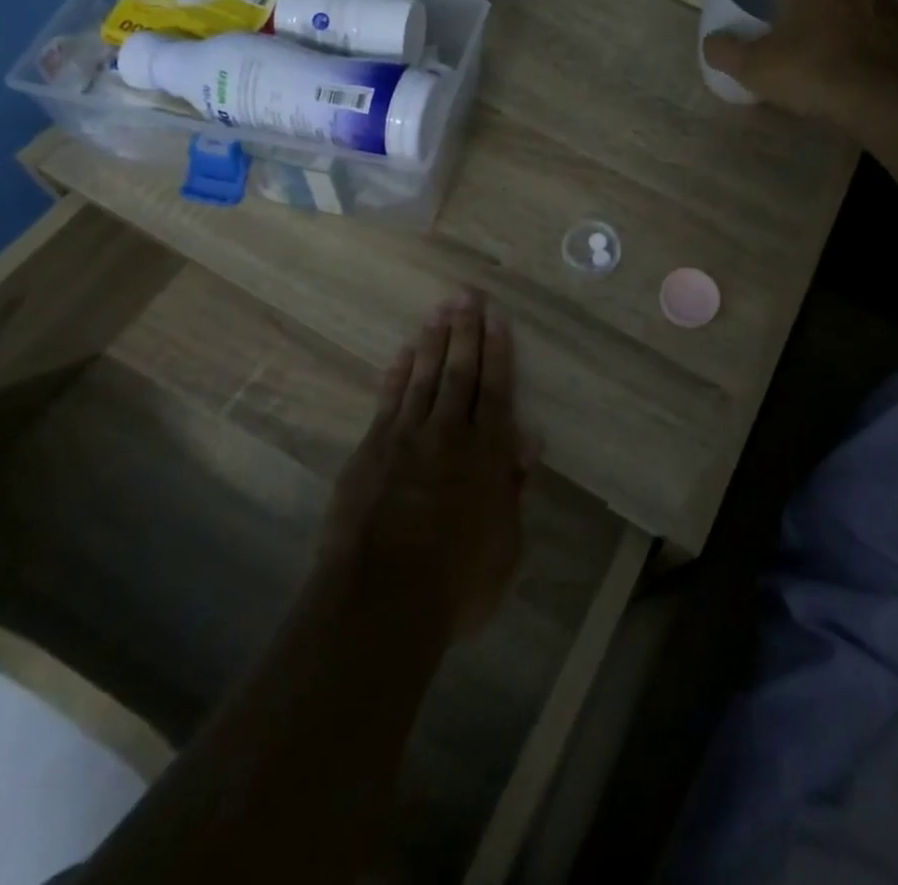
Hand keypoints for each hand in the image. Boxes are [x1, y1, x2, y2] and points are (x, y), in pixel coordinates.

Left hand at [318, 292, 530, 637]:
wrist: (382, 601)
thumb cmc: (456, 582)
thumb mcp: (505, 545)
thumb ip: (512, 489)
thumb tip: (526, 443)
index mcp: (487, 454)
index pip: (496, 390)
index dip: (497, 352)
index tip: (496, 318)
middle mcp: (448, 434)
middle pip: (460, 372)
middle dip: (465, 331)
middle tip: (466, 295)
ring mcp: (405, 438)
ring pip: (424, 377)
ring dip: (433, 342)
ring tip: (439, 310)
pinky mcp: (371, 451)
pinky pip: (389, 401)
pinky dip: (398, 374)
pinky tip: (404, 353)